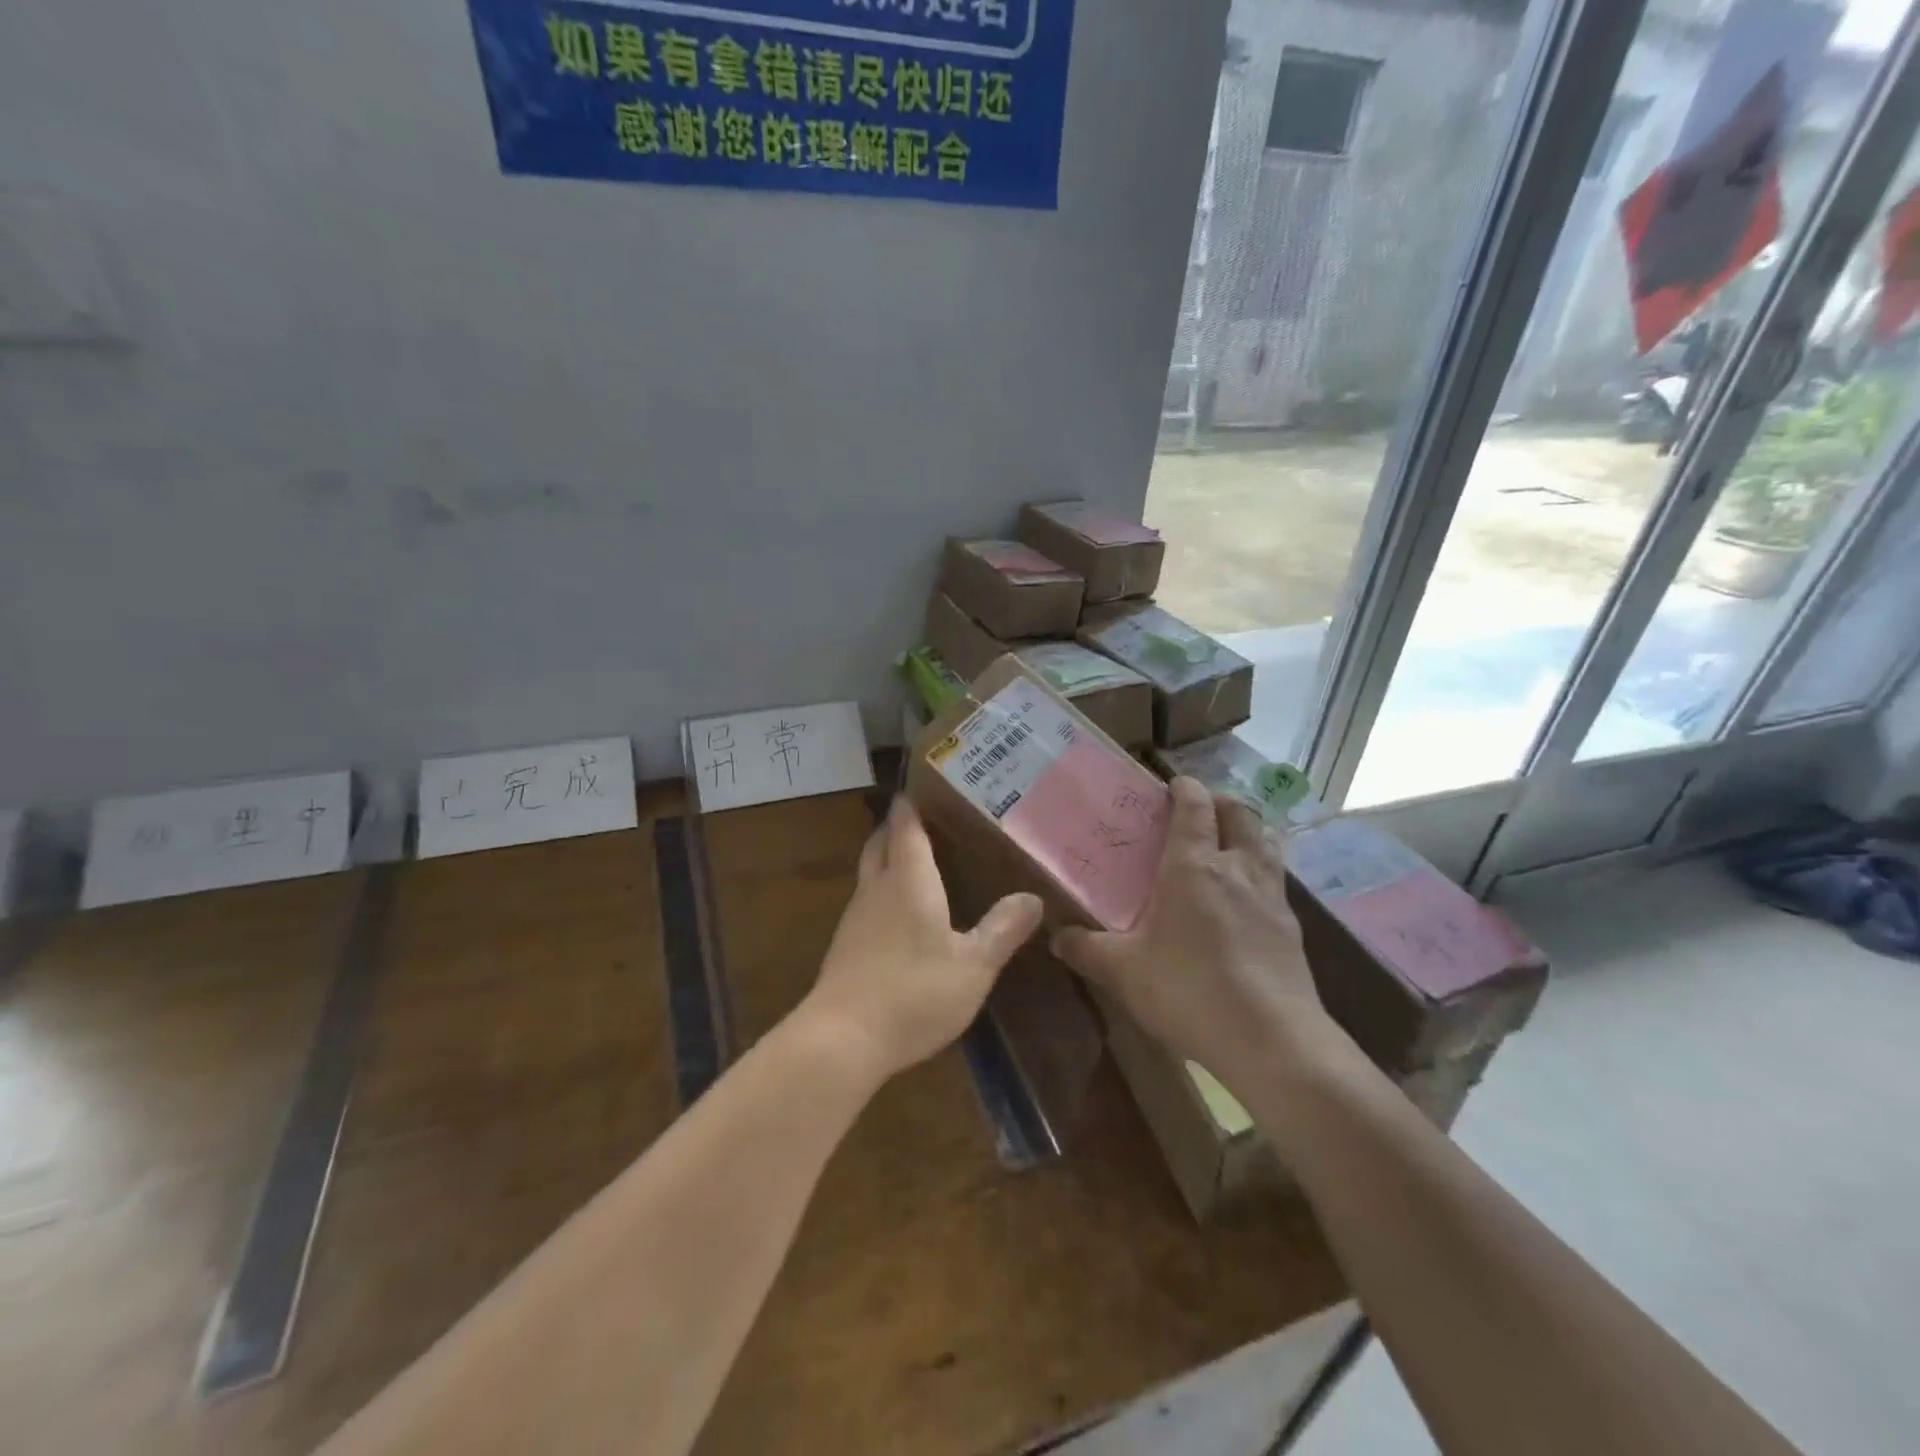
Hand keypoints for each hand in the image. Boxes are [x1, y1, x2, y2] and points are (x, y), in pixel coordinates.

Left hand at [801, 796, 1043, 1085]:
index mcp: (908, 880)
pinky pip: (867, 902)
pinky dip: (883, 891)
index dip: (911, 805)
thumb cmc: (915, 992)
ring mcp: (856, 917)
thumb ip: (1003, 929)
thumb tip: (1034, 898)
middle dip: (896, 827)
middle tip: (924, 820)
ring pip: (870, 872)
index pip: (905, 827)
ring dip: (888, 858)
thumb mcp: (974, 965)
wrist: (843, 1039)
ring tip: (919, 861)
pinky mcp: (845, 946)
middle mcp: (877, 889)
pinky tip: (902, 914)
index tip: (922, 787)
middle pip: (880, 843)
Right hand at [1051, 777, 1340, 1089]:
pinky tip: (1244, 902)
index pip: (1195, 806)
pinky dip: (1260, 873)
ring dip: (1247, 832)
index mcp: (1193, 865)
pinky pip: (1276, 880)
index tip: (1172, 785)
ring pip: (1266, 842)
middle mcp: (1237, 867)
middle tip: (1199, 813)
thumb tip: (1056, 937)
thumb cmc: (1188, 990)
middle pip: (1240, 813)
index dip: (1185, 788)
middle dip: (1221, 803)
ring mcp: (1271, 895)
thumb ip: (1087, 950)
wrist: (1272, 1040)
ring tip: (1225, 848)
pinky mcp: (1292, 926)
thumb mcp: (1124, 972)